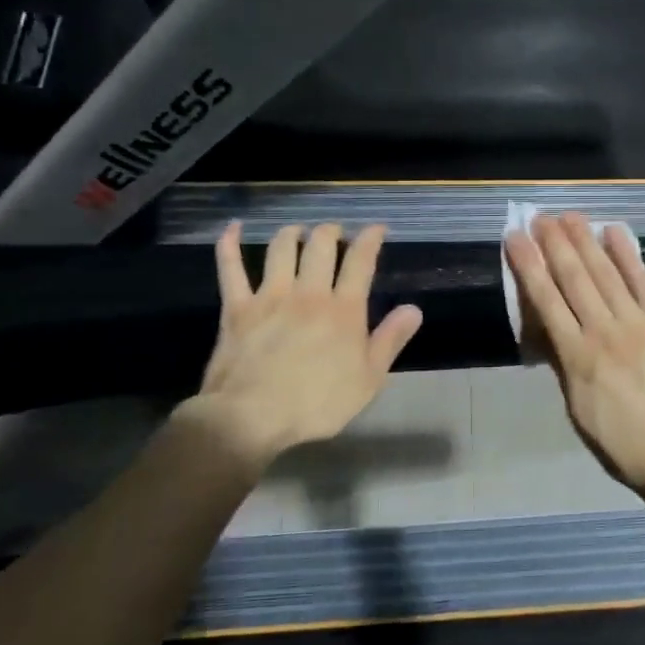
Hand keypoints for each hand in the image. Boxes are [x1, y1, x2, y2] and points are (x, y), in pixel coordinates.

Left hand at [185, 222, 422, 469]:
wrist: (252, 417)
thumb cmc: (317, 404)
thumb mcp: (369, 379)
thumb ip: (391, 340)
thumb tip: (413, 309)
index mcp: (344, 310)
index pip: (360, 261)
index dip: (370, 239)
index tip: (377, 228)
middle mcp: (309, 292)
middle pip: (321, 245)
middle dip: (331, 232)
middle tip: (336, 233)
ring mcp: (270, 296)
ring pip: (281, 249)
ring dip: (292, 233)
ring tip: (298, 232)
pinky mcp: (237, 307)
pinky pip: (231, 268)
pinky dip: (230, 245)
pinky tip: (234, 228)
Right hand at [505, 213, 644, 496]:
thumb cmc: (621, 442)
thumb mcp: (577, 410)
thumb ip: (564, 365)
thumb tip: (549, 331)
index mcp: (577, 357)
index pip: (546, 300)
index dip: (529, 266)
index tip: (515, 238)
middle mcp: (604, 332)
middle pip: (574, 279)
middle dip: (554, 244)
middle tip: (540, 217)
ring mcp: (638, 325)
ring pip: (606, 274)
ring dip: (586, 241)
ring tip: (570, 216)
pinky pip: (644, 283)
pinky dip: (628, 256)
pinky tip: (615, 232)